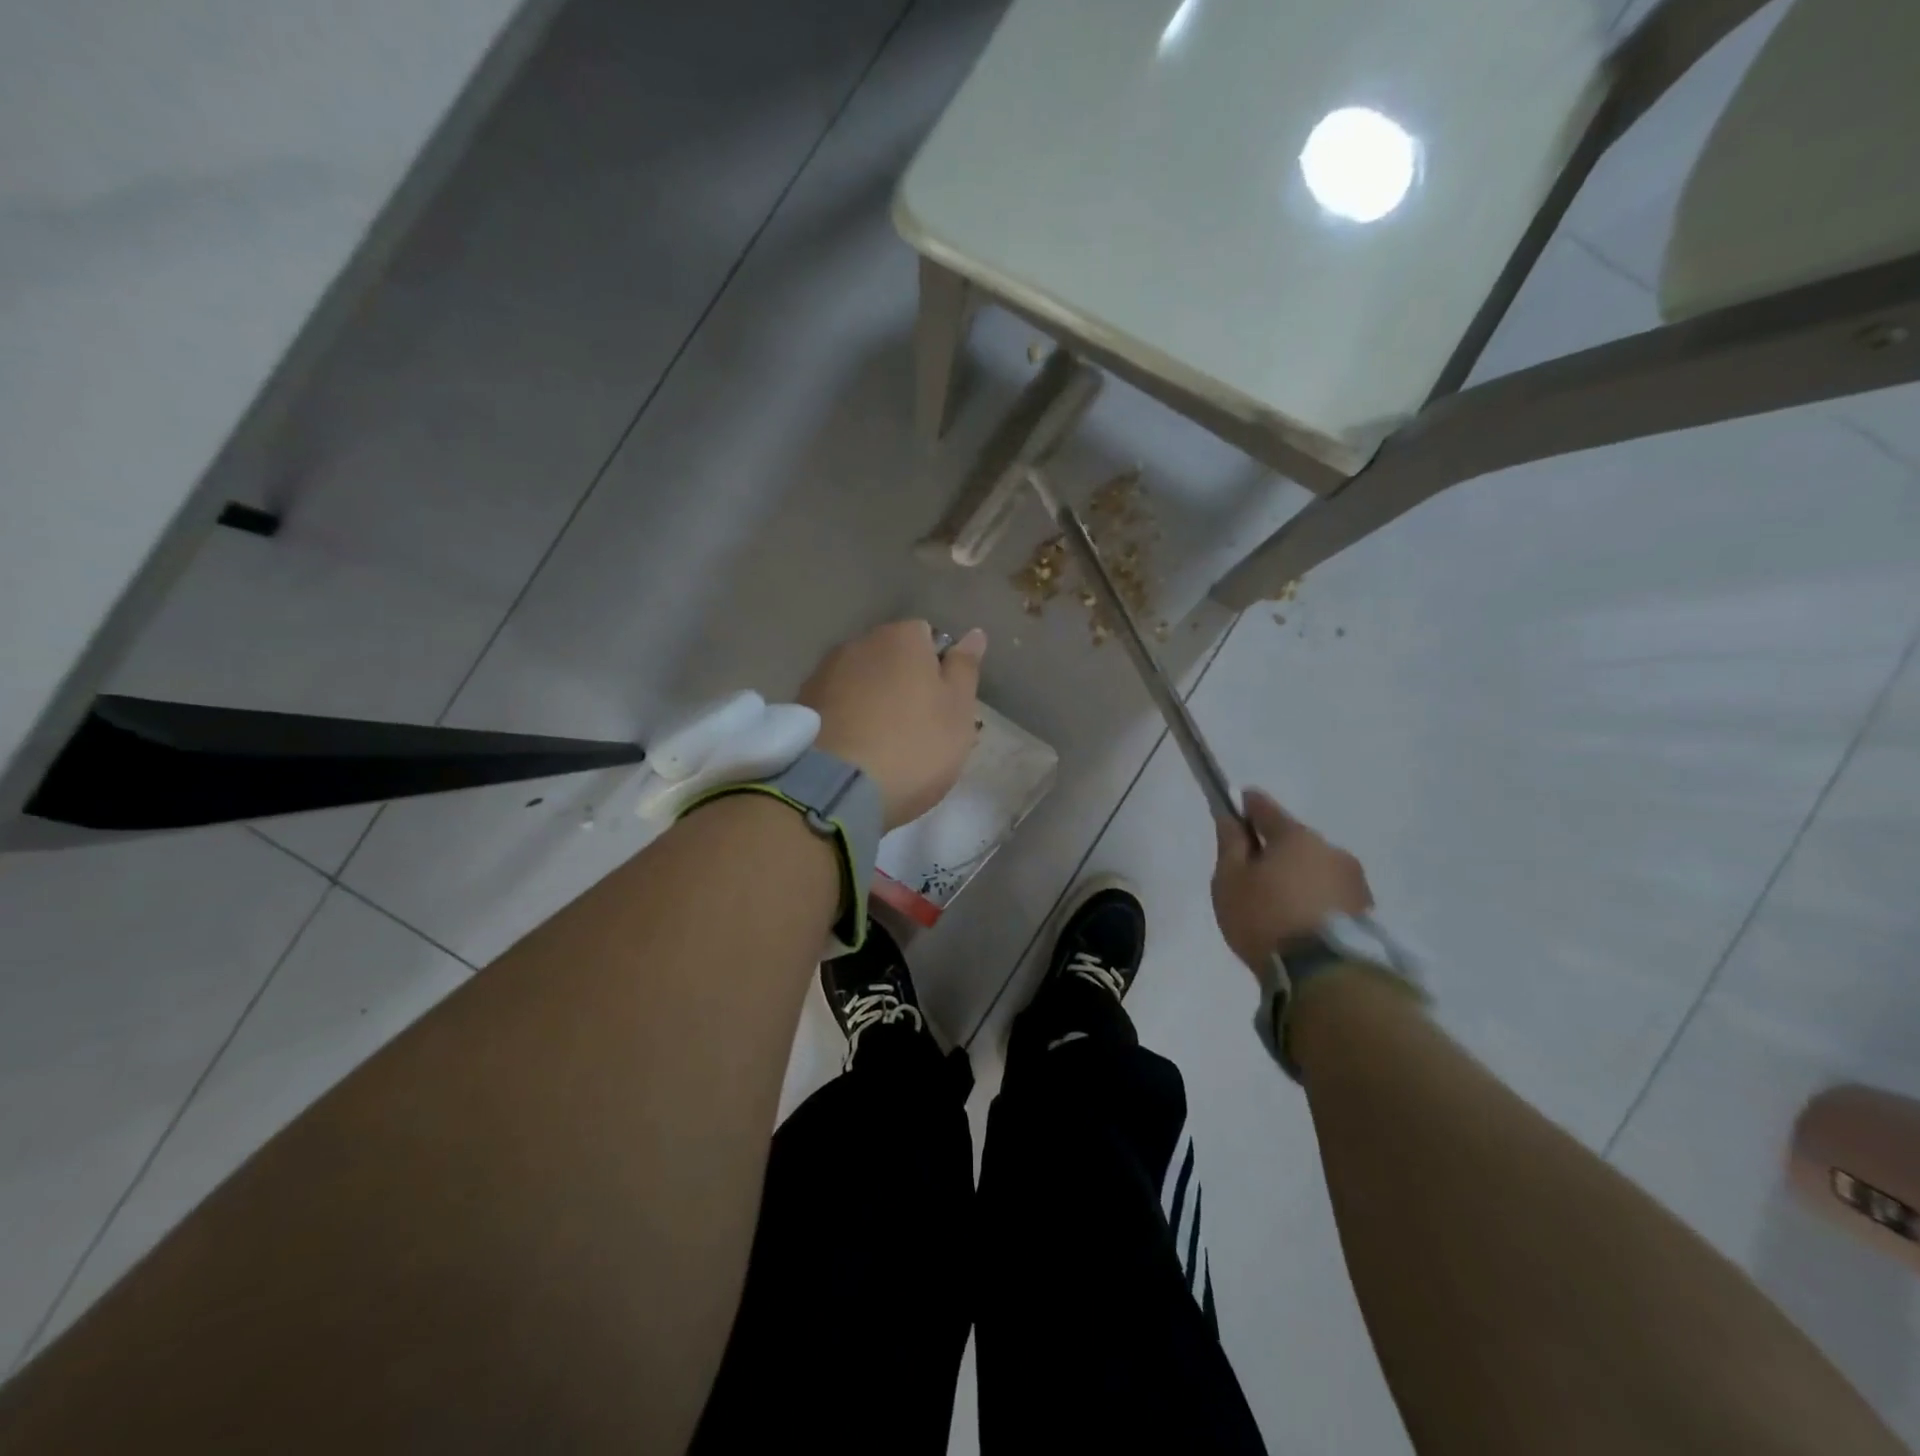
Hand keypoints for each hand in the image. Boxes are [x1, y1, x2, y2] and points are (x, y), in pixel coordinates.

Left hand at [798, 620, 985, 830]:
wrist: (835, 789)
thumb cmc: (913, 747)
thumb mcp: (958, 712)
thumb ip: (965, 669)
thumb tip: (974, 634)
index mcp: (901, 638)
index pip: (927, 637)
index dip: (939, 670)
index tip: (944, 707)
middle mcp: (858, 644)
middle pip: (891, 659)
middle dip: (904, 685)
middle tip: (919, 731)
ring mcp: (823, 674)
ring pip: (861, 682)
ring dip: (874, 702)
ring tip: (883, 747)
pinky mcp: (801, 706)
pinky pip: (836, 706)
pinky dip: (848, 721)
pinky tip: (855, 753)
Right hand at [1211, 789, 1371, 974]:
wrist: (1326, 976)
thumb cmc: (1266, 918)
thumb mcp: (1230, 880)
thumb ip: (1230, 844)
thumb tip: (1231, 817)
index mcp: (1295, 836)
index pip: (1265, 807)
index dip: (1246, 806)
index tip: (1235, 807)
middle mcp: (1330, 849)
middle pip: (1294, 841)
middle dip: (1275, 851)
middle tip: (1252, 876)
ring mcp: (1354, 881)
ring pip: (1315, 869)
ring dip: (1298, 878)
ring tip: (1279, 908)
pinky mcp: (1367, 912)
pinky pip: (1330, 895)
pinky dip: (1315, 901)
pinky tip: (1301, 923)